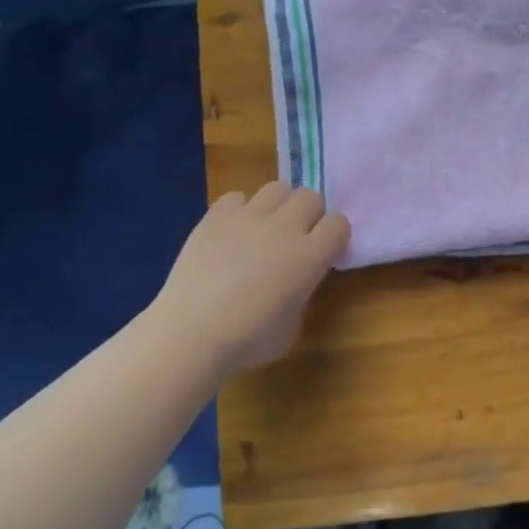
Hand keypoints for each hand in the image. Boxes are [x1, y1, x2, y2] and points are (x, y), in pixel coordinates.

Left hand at [152, 182, 350, 373]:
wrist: (190, 334)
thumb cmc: (247, 340)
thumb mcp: (293, 323)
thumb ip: (303, 291)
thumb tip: (296, 280)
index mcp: (310, 256)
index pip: (338, 222)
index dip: (332, 235)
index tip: (323, 251)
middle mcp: (285, 228)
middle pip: (310, 197)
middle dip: (308, 214)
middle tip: (293, 238)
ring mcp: (249, 217)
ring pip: (277, 188)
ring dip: (277, 206)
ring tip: (263, 228)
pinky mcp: (216, 216)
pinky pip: (237, 197)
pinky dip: (239, 210)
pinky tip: (231, 232)